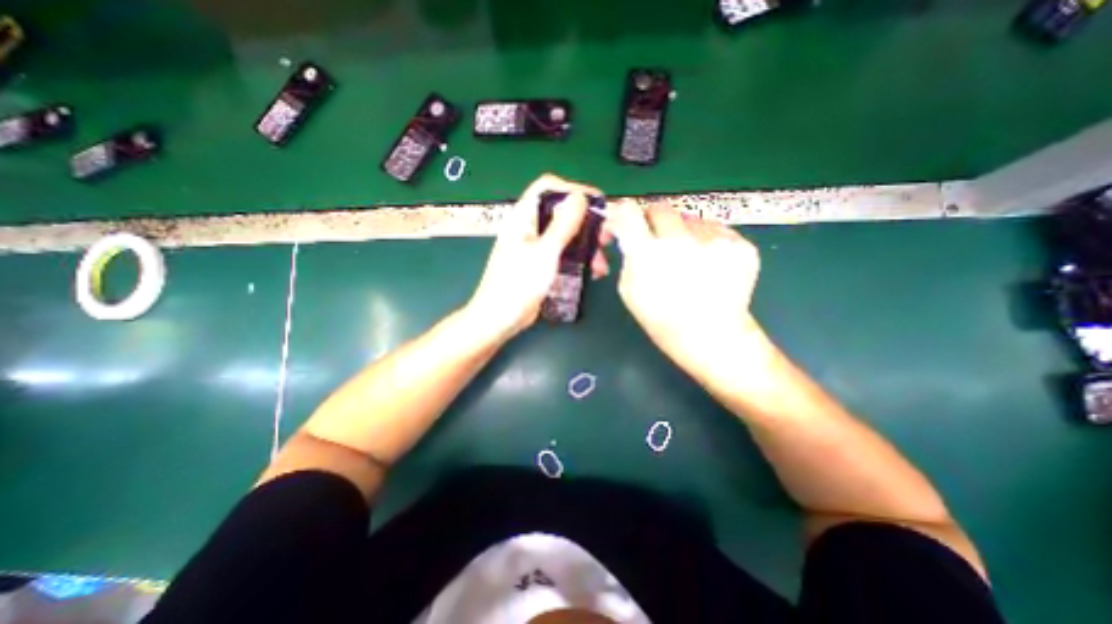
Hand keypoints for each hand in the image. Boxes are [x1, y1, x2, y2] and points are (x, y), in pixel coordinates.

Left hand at [466, 173, 612, 341]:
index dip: (573, 190)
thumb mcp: (545, 253)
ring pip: (565, 235)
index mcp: (523, 217)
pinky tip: (592, 271)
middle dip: (586, 222)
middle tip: (606, 236)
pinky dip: (578, 259)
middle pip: (560, 212)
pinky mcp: (540, 264)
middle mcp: (529, 228)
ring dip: (586, 245)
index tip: (596, 202)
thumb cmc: (518, 285)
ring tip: (602, 261)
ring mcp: (535, 247)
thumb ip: (563, 224)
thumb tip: (579, 197)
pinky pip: (563, 254)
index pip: (547, 188)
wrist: (499, 319)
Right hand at [606, 200, 760, 385]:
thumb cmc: (662, 319)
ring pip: (690, 219)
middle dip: (654, 221)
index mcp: (648, 253)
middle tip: (657, 240)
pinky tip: (709, 265)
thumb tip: (629, 233)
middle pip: (661, 208)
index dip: (625, 211)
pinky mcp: (740, 244)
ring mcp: (714, 240)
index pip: (629, 211)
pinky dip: (707, 242)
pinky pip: (715, 230)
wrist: (712, 337)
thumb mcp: (629, 290)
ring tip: (689, 260)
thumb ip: (628, 257)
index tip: (626, 220)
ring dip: (683, 233)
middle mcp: (681, 240)